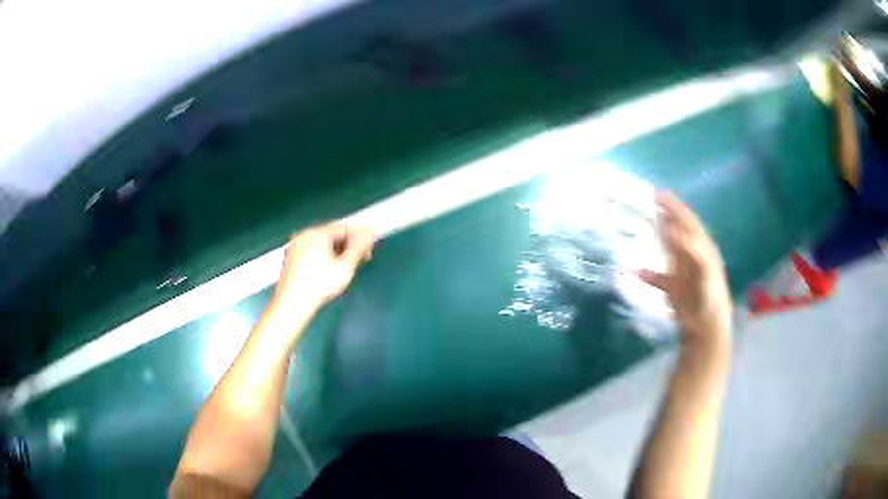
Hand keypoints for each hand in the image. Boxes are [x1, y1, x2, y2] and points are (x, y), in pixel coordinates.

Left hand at [274, 224, 374, 312]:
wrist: (292, 304)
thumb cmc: (319, 285)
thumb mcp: (345, 266)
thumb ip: (360, 247)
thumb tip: (370, 233)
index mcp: (317, 233)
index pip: (344, 228)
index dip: (360, 236)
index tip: (370, 248)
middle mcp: (304, 235)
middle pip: (332, 235)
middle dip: (348, 245)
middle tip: (361, 259)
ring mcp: (295, 247)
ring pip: (322, 244)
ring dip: (337, 252)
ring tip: (346, 267)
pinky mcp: (290, 260)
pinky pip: (312, 252)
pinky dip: (323, 258)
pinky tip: (329, 272)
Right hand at [639, 193, 731, 347]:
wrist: (707, 329)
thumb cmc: (710, 298)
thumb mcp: (704, 270)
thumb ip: (690, 248)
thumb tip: (669, 227)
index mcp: (702, 248)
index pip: (688, 221)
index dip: (675, 206)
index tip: (658, 194)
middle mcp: (692, 256)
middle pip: (677, 231)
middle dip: (665, 215)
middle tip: (647, 201)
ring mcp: (682, 272)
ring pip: (667, 250)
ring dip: (656, 238)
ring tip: (641, 225)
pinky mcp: (673, 289)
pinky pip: (658, 277)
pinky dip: (647, 274)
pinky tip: (635, 272)